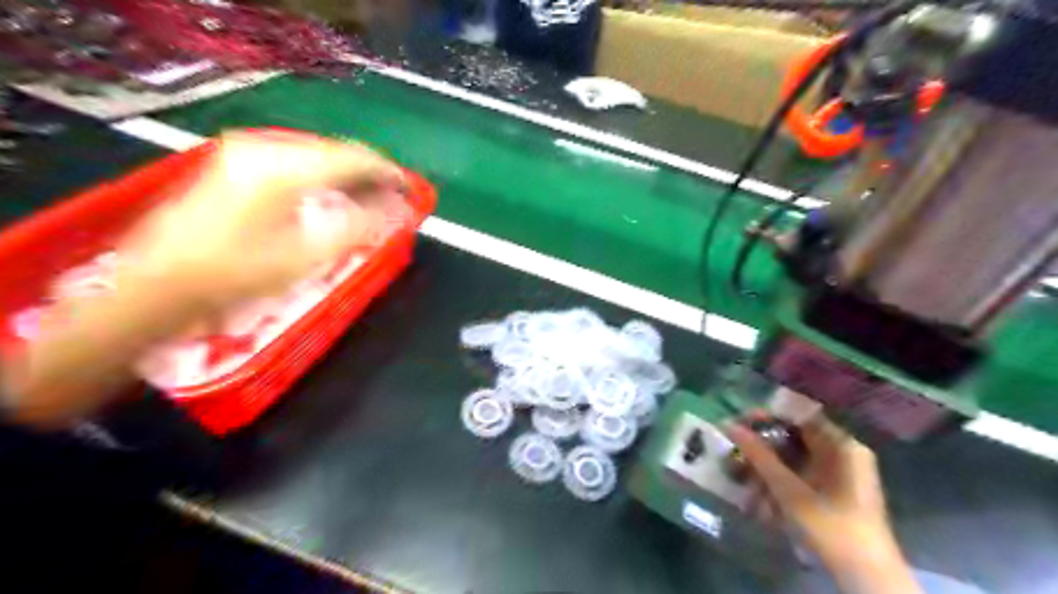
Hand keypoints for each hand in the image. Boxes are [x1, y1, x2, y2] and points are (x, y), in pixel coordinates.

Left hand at [120, 127, 406, 311]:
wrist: (159, 282)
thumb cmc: (237, 275)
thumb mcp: (307, 256)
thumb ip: (360, 228)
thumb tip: (401, 211)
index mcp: (284, 169)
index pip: (353, 158)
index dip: (388, 172)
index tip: (411, 189)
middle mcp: (266, 149)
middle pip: (335, 152)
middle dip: (369, 173)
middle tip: (394, 197)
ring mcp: (247, 152)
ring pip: (316, 154)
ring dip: (347, 174)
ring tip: (369, 197)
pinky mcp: (236, 163)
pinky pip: (295, 160)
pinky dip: (323, 175)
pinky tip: (331, 193)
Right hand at [728, 418, 917, 593]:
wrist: (867, 579)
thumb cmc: (831, 528)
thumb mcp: (788, 490)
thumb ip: (759, 455)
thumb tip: (729, 424)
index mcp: (842, 445)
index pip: (799, 416)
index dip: (768, 416)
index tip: (740, 422)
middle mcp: (844, 453)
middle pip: (796, 436)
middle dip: (764, 443)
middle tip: (736, 448)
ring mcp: (841, 473)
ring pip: (796, 456)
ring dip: (768, 464)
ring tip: (742, 473)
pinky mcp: (835, 491)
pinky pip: (802, 473)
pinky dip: (780, 479)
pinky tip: (760, 491)